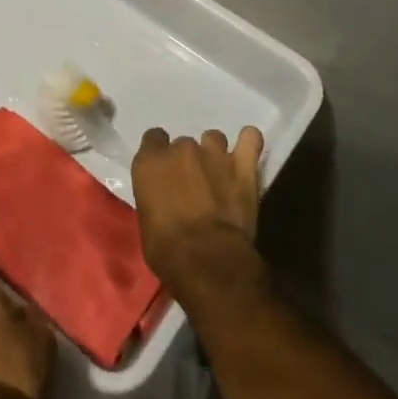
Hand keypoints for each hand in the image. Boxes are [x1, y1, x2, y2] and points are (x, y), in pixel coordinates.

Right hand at [132, 126, 264, 297]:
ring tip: (219, 174)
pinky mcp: (243, 165)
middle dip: (187, 160)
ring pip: (214, 139)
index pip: (153, 139)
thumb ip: (155, 196)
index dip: (159, 154)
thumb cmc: (167, 250)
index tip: (164, 172)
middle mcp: (180, 149)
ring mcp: (214, 153)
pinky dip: (249, 142)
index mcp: (150, 162)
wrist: (208, 260)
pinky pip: (250, 139)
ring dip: (214, 154)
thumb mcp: (147, 222)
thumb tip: (166, 198)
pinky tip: (247, 151)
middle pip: (183, 144)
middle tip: (193, 185)